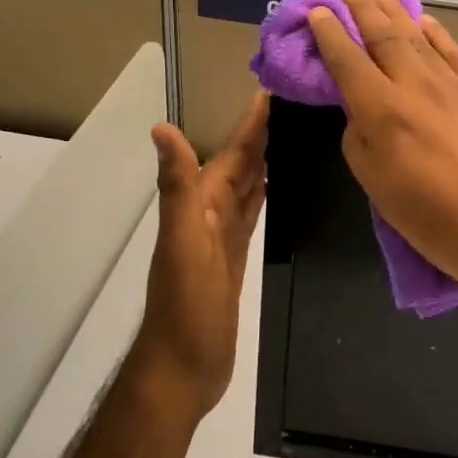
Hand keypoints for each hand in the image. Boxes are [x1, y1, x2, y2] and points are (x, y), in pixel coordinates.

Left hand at [130, 92, 267, 420]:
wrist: (182, 368)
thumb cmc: (185, 307)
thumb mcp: (183, 243)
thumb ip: (177, 187)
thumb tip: (161, 128)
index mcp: (199, 203)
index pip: (231, 152)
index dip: (250, 122)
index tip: (274, 89)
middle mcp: (209, 212)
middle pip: (241, 163)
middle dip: (263, 132)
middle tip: (297, 101)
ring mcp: (222, 235)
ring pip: (248, 184)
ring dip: (266, 157)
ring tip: (294, 131)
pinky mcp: (236, 255)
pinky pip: (253, 211)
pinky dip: (265, 190)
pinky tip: (280, 181)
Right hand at [307, 0, 457, 304]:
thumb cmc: (435, 220)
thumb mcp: (378, 187)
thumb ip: (360, 141)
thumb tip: (360, 113)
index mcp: (381, 109)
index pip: (347, 60)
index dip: (329, 33)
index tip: (317, 11)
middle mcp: (414, 85)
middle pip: (384, 37)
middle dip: (363, 9)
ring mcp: (452, 85)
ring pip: (418, 37)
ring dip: (396, 11)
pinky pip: (452, 52)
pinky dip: (436, 33)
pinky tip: (427, 22)